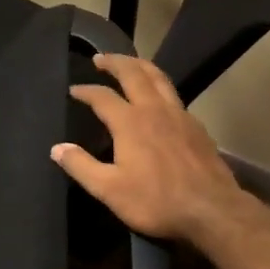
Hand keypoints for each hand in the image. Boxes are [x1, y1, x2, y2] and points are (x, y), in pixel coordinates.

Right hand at [53, 53, 249, 248]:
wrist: (213, 210)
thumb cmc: (156, 201)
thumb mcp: (110, 190)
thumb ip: (81, 166)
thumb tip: (57, 148)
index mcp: (130, 122)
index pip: (102, 96)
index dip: (85, 90)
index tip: (73, 89)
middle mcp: (154, 109)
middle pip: (133, 73)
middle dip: (115, 62)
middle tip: (100, 57)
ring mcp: (179, 115)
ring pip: (159, 78)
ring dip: (140, 65)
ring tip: (130, 62)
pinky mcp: (197, 126)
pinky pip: (175, 95)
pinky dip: (161, 86)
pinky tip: (160, 97)